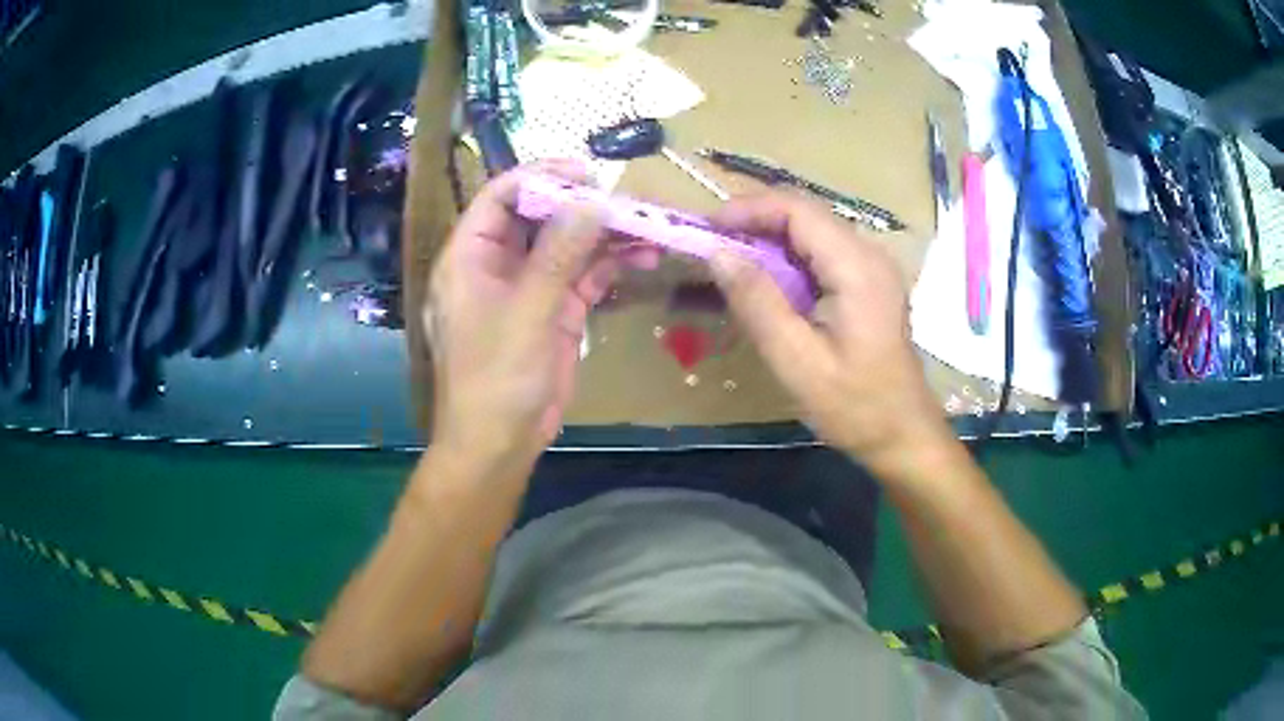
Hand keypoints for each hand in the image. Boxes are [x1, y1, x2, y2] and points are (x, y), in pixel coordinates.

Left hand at [425, 161, 620, 471]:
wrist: (499, 442)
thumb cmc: (496, 377)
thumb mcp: (527, 311)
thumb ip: (559, 255)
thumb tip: (592, 203)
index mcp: (470, 256)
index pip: (501, 196)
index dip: (541, 177)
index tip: (587, 173)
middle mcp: (497, 264)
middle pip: (540, 217)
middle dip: (583, 205)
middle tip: (628, 199)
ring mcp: (528, 287)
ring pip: (568, 245)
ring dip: (605, 235)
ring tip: (648, 226)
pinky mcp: (554, 311)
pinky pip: (583, 276)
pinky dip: (611, 265)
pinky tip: (643, 257)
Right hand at [708, 192, 954, 478]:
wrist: (902, 434)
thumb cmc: (855, 406)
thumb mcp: (797, 362)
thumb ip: (758, 303)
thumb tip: (718, 254)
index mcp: (857, 267)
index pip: (798, 210)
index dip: (749, 208)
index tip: (706, 228)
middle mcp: (869, 254)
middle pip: (806, 214)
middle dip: (755, 221)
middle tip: (711, 246)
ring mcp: (873, 268)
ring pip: (812, 232)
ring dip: (769, 239)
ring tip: (729, 262)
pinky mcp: (869, 283)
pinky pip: (822, 254)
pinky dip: (787, 259)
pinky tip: (765, 282)